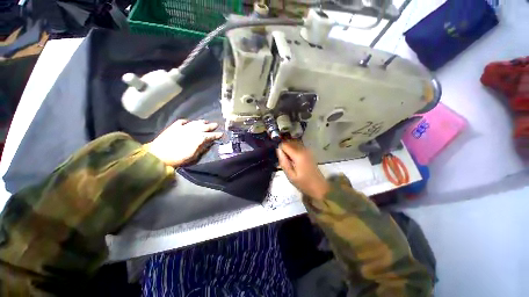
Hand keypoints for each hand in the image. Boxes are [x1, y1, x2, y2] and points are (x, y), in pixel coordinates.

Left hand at [145, 119, 222, 166]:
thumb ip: (201, 148)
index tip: (221, 134)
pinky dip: (187, 121)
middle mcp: (191, 131)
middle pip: (203, 127)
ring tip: (206, 121)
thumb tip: (208, 143)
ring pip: (194, 123)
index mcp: (197, 138)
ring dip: (201, 122)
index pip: (209, 135)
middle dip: (211, 126)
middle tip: (216, 124)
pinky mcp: (174, 127)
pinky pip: (182, 122)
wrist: (158, 155)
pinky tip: (189, 122)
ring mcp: (182, 128)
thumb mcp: (193, 156)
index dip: (216, 135)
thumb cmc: (177, 158)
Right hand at [277, 140, 329, 199]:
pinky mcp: (309, 153)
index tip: (279, 158)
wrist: (320, 188)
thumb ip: (283, 162)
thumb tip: (278, 150)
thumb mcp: (290, 176)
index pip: (284, 145)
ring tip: (288, 161)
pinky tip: (294, 161)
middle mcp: (303, 150)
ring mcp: (307, 151)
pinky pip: (298, 147)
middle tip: (283, 161)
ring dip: (288, 150)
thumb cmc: (304, 184)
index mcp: (298, 155)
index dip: (280, 149)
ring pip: (293, 144)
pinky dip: (293, 151)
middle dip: (284, 149)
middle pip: (289, 143)